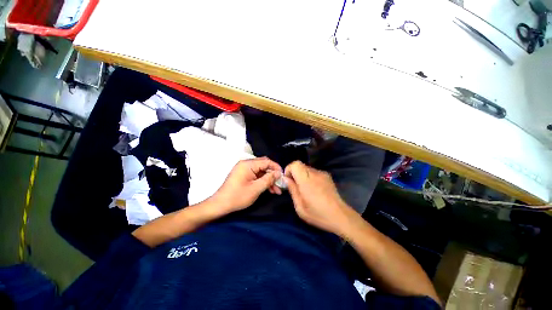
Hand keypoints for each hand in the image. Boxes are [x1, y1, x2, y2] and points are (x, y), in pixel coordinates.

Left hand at [210, 157, 282, 215]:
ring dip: (268, 180)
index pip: (266, 161)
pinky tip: (269, 189)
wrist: (220, 205)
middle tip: (280, 184)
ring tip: (276, 191)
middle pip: (264, 166)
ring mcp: (244, 170)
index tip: (283, 175)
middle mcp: (246, 164)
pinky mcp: (243, 175)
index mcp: (248, 164)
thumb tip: (278, 173)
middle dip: (273, 175)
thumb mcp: (256, 188)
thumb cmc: (238, 196)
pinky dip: (262, 181)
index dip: (276, 167)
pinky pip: (256, 176)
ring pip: (261, 172)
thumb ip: (268, 179)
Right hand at [284, 161, 356, 235]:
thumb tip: (286, 179)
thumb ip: (292, 190)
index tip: (288, 180)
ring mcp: (323, 174)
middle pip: (300, 165)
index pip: (295, 164)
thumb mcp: (300, 207)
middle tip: (295, 186)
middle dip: (294, 173)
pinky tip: (313, 189)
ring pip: (307, 168)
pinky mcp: (327, 176)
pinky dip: (309, 177)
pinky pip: (314, 172)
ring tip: (305, 189)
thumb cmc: (318, 214)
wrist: (340, 216)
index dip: (289, 169)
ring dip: (302, 176)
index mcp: (307, 181)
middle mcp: (315, 173)